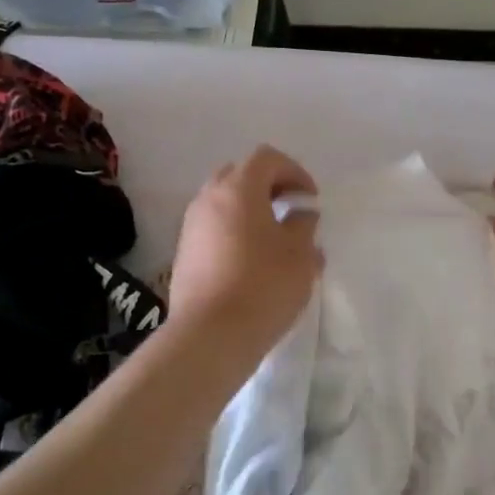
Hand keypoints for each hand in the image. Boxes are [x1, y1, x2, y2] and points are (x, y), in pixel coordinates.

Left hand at [169, 146, 322, 354]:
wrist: (210, 335)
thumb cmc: (263, 286)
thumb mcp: (300, 255)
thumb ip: (303, 226)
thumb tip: (300, 215)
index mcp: (238, 189)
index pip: (267, 158)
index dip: (294, 172)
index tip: (310, 199)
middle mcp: (208, 199)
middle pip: (240, 175)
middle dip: (268, 185)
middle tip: (290, 208)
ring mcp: (191, 226)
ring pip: (223, 202)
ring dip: (249, 209)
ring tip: (273, 237)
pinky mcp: (184, 253)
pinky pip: (213, 227)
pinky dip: (234, 230)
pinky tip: (252, 260)